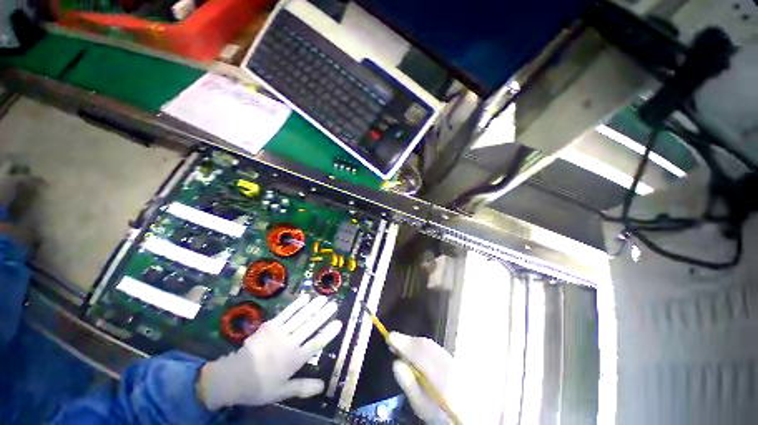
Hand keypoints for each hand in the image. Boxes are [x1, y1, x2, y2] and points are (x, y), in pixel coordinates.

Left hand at [198, 295, 341, 409]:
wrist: (233, 376)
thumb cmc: (259, 386)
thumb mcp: (281, 392)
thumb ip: (302, 388)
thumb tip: (322, 386)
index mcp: (294, 360)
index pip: (316, 344)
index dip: (328, 333)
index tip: (339, 323)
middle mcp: (290, 343)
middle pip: (310, 326)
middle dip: (324, 314)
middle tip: (334, 304)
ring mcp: (279, 332)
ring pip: (301, 316)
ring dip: (313, 306)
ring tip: (324, 298)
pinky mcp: (270, 325)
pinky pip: (286, 313)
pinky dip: (297, 305)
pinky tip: (305, 298)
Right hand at [389, 332, 453, 424]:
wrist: (468, 412)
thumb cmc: (441, 412)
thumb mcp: (421, 405)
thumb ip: (409, 384)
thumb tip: (396, 362)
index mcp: (438, 374)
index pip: (418, 352)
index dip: (402, 342)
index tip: (389, 337)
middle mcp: (445, 361)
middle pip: (424, 344)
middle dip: (407, 341)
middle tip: (392, 342)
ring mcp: (451, 358)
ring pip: (429, 344)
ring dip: (413, 342)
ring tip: (401, 346)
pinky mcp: (453, 358)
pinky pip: (433, 346)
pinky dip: (421, 345)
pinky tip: (415, 351)